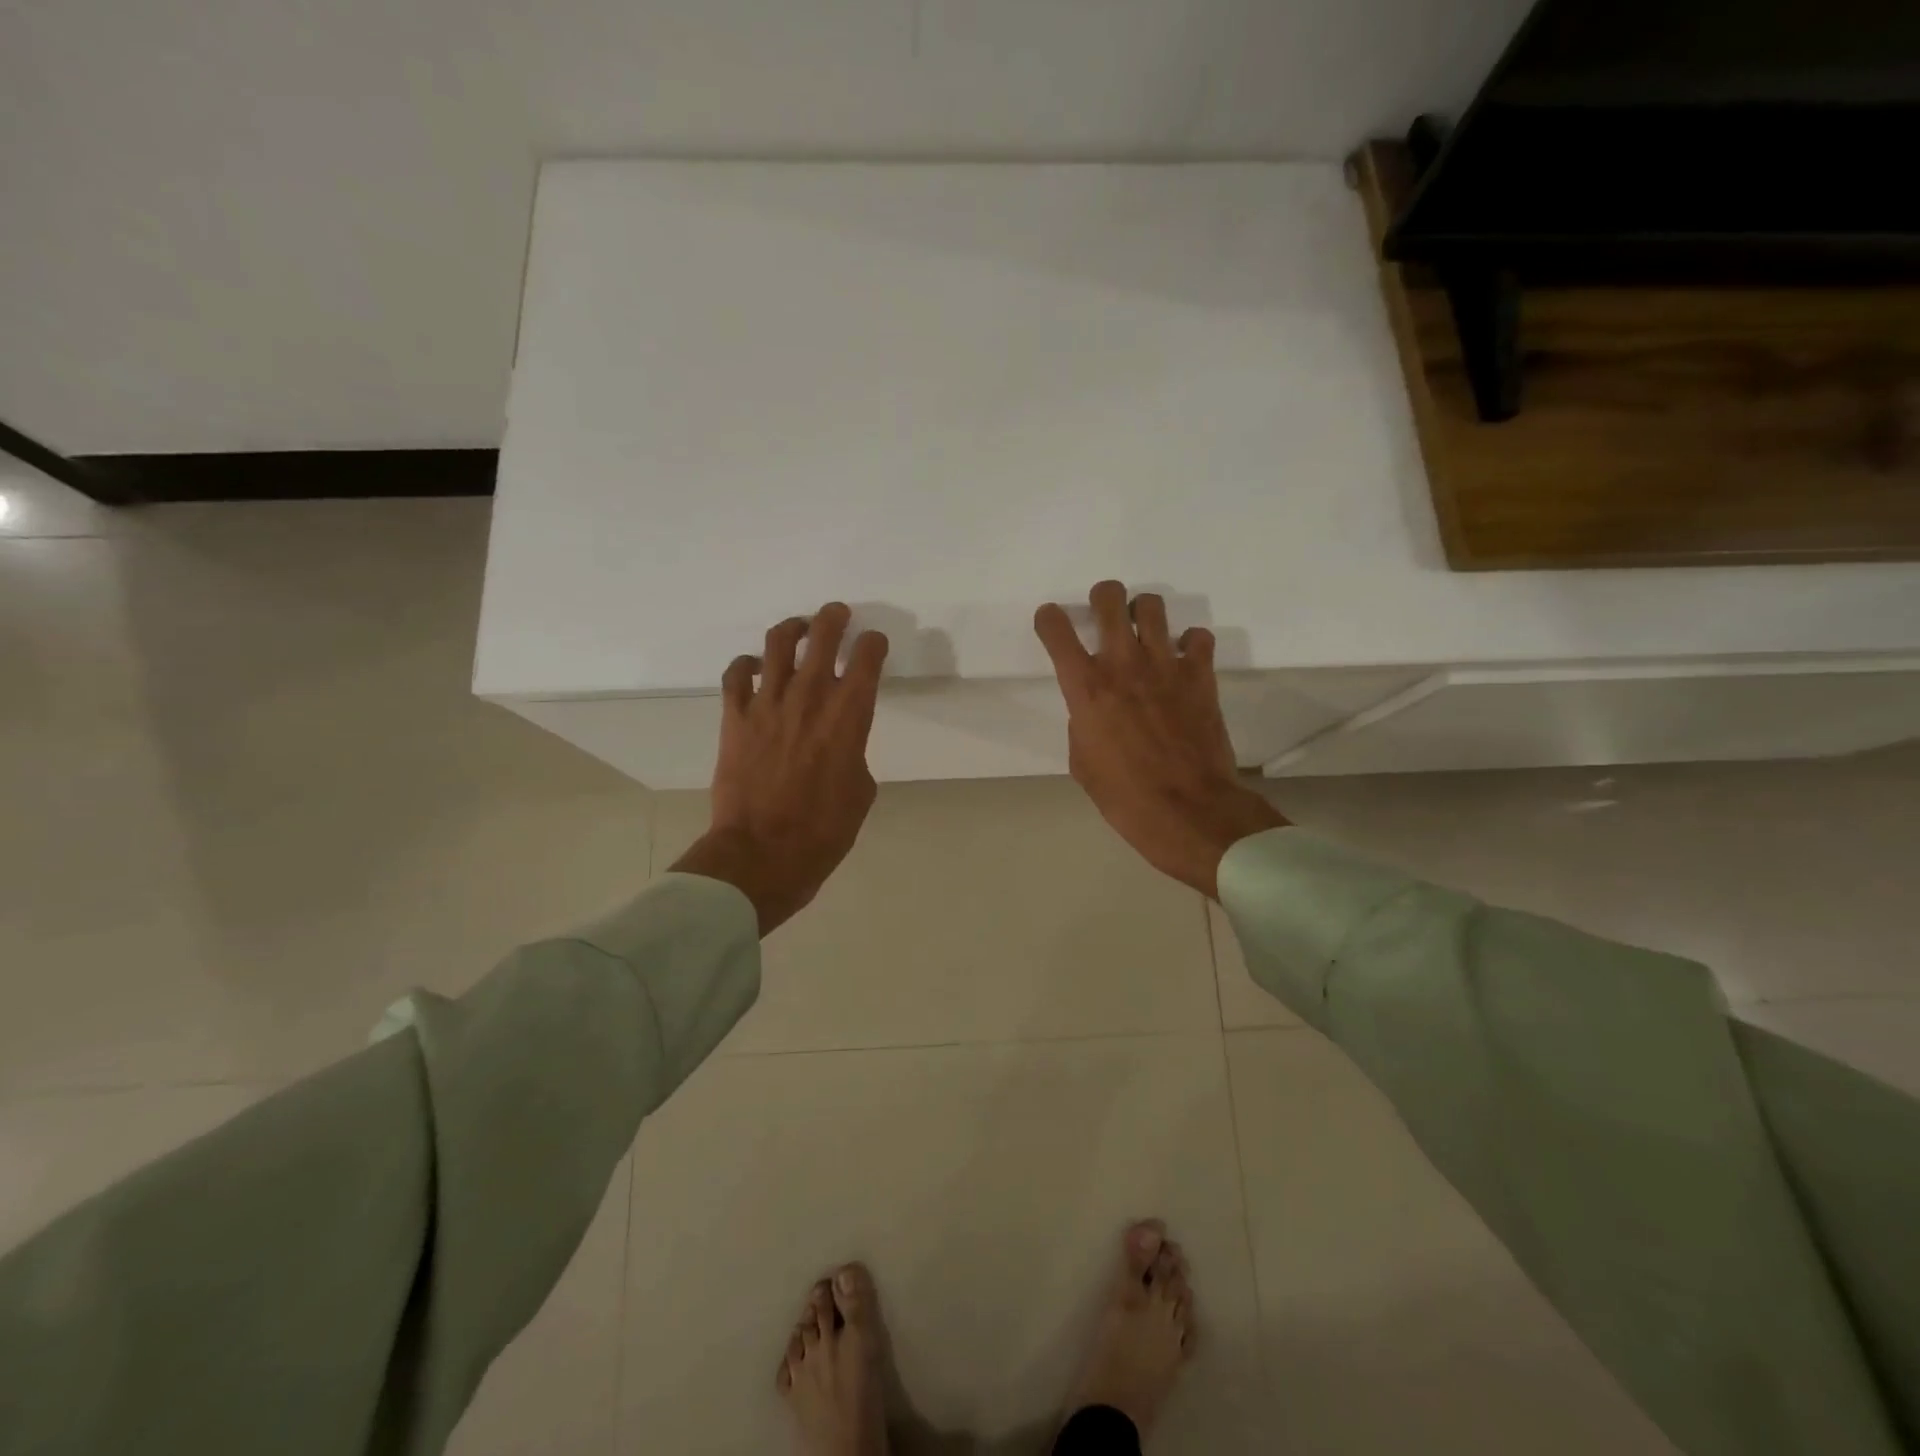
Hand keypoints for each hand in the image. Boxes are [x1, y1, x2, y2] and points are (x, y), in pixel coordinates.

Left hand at [671, 603, 889, 934]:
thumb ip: (853, 752)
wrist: (763, 852)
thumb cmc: (824, 830)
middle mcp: (810, 698)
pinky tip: (754, 667)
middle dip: (834, 618)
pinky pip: (736, 675)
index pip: (867, 659)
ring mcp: (767, 704)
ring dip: (792, 629)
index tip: (875, 643)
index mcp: (849, 716)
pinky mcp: (735, 718)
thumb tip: (840, 742)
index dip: (874, 644)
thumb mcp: (860, 790)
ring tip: (798, 629)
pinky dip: (746, 664)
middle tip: (838, 614)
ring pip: (777, 645)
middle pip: (822, 637)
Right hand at [1035, 581, 1285, 897]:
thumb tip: (1094, 710)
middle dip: (1102, 597)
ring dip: (1143, 613)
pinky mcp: (1200, 675)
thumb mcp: (1082, 763)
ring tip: (1145, 632)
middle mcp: (1122, 663)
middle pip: (1109, 598)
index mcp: (1085, 687)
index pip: (1056, 630)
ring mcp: (1165, 664)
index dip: (1049, 619)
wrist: (1188, 809)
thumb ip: (1083, 723)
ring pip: (1152, 605)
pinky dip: (1189, 643)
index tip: (1052, 623)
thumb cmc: (1124, 796)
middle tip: (1104, 614)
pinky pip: (1198, 637)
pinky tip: (1184, 661)